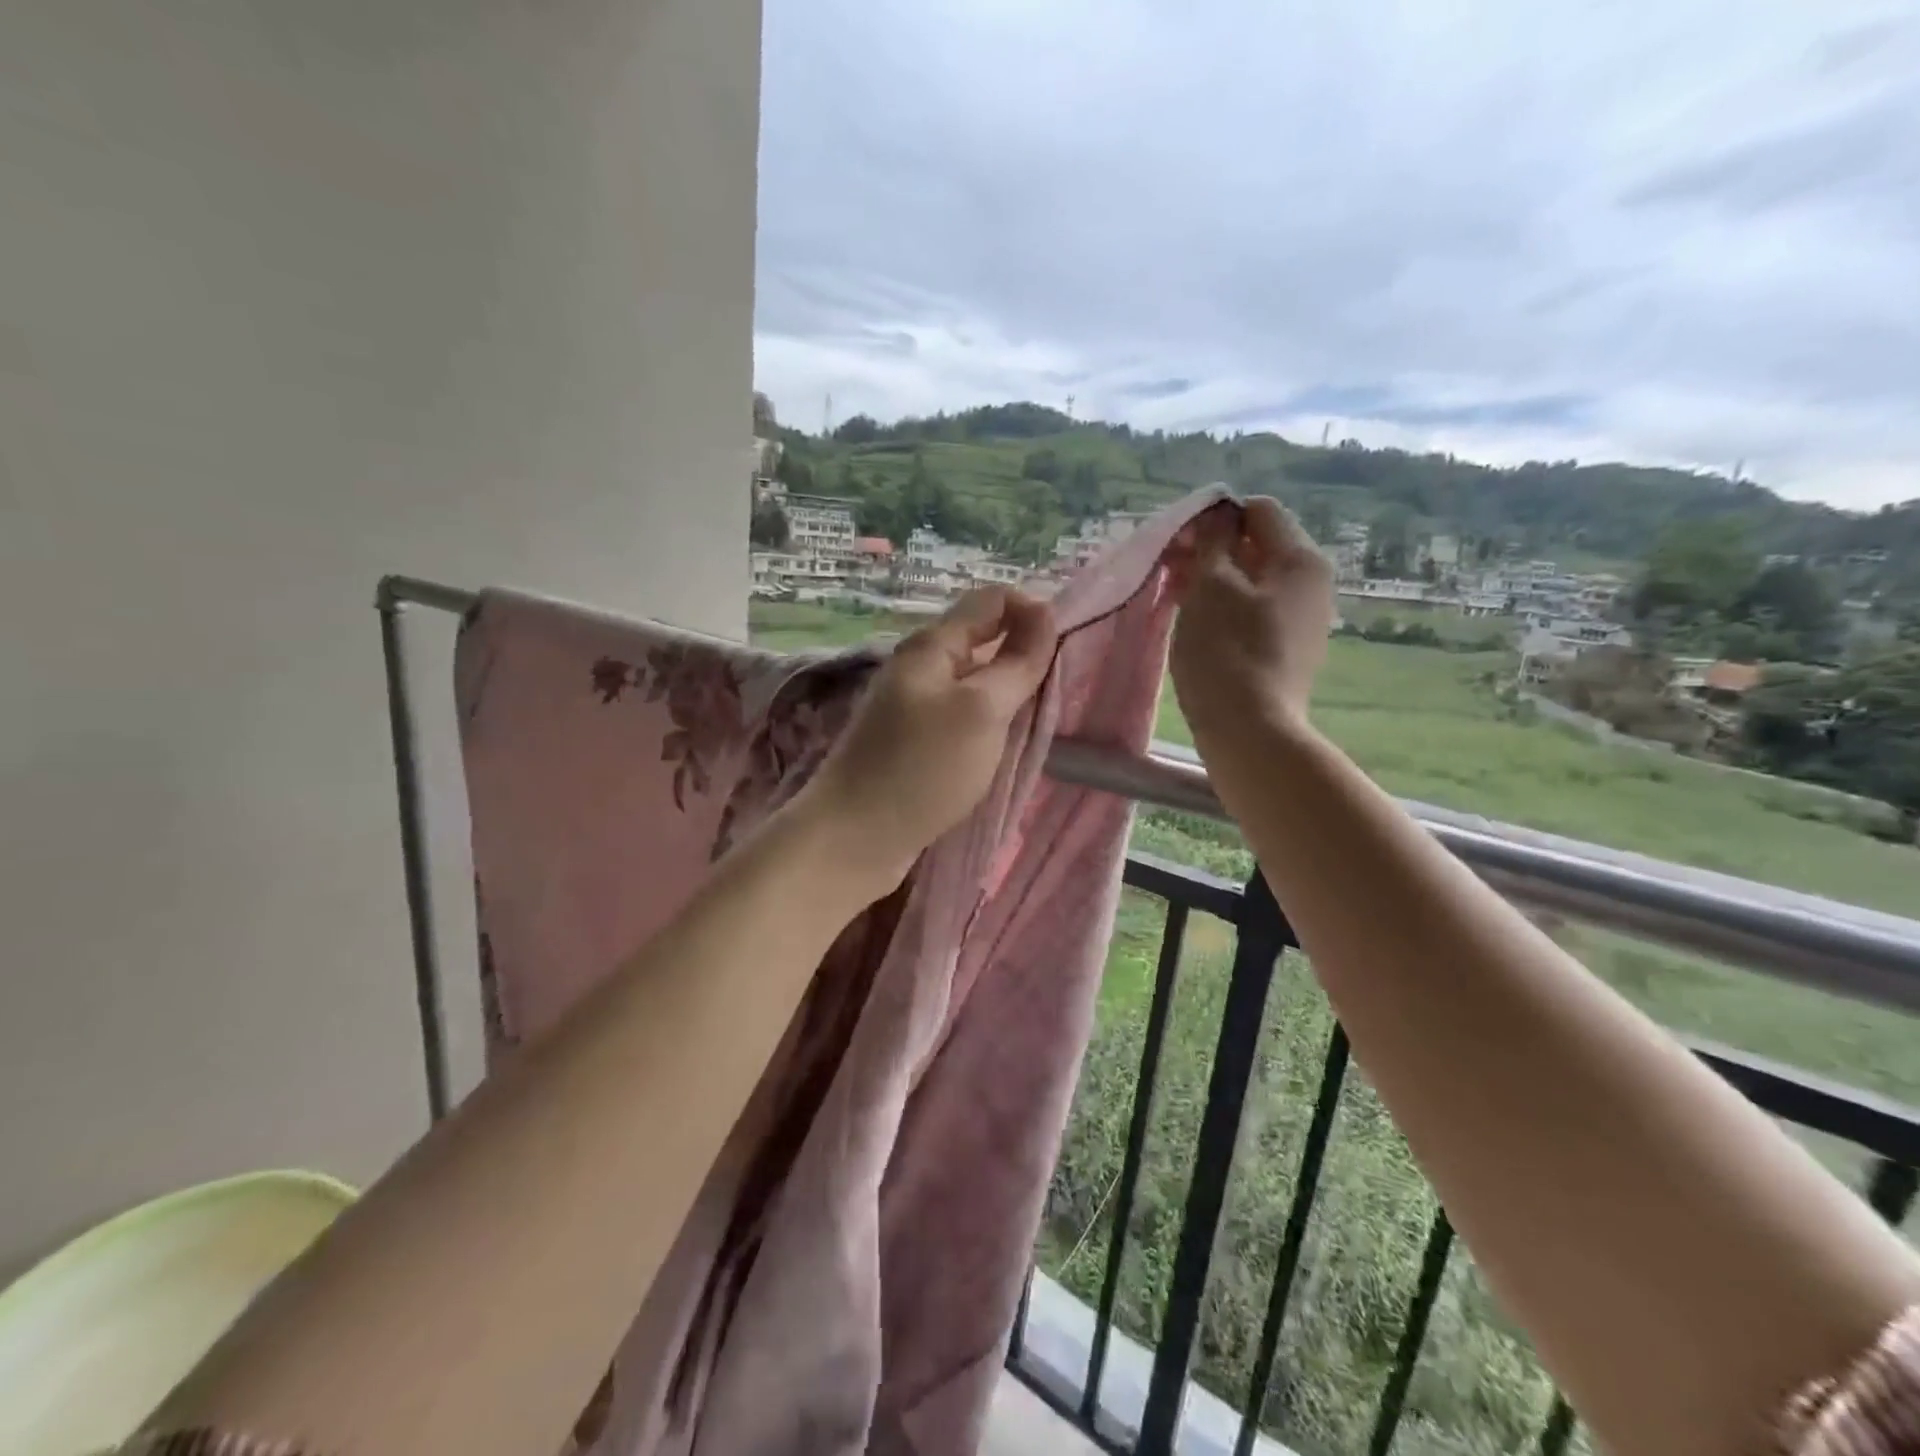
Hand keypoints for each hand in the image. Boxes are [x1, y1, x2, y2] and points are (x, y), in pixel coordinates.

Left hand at [793, 588, 1057, 894]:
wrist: (854, 838)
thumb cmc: (922, 768)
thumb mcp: (981, 710)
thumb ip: (1017, 662)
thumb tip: (1045, 615)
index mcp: (931, 645)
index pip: (992, 601)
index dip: (1033, 613)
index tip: (1064, 652)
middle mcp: (919, 667)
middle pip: (983, 640)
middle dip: (1023, 656)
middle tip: (1056, 692)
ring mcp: (912, 705)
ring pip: (974, 681)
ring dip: (1007, 693)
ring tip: (1036, 721)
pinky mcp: (912, 741)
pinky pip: (961, 716)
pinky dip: (987, 722)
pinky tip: (1002, 745)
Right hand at [1168, 497, 1333, 748]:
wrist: (1250, 732)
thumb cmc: (1226, 651)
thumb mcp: (1211, 586)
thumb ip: (1212, 541)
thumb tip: (1217, 514)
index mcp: (1301, 559)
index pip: (1259, 512)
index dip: (1215, 519)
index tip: (1179, 544)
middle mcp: (1312, 585)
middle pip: (1258, 547)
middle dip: (1212, 551)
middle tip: (1169, 571)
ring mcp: (1303, 621)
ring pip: (1253, 583)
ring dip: (1214, 582)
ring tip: (1176, 598)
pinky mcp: (1288, 652)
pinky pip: (1254, 614)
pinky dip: (1225, 610)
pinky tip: (1197, 627)